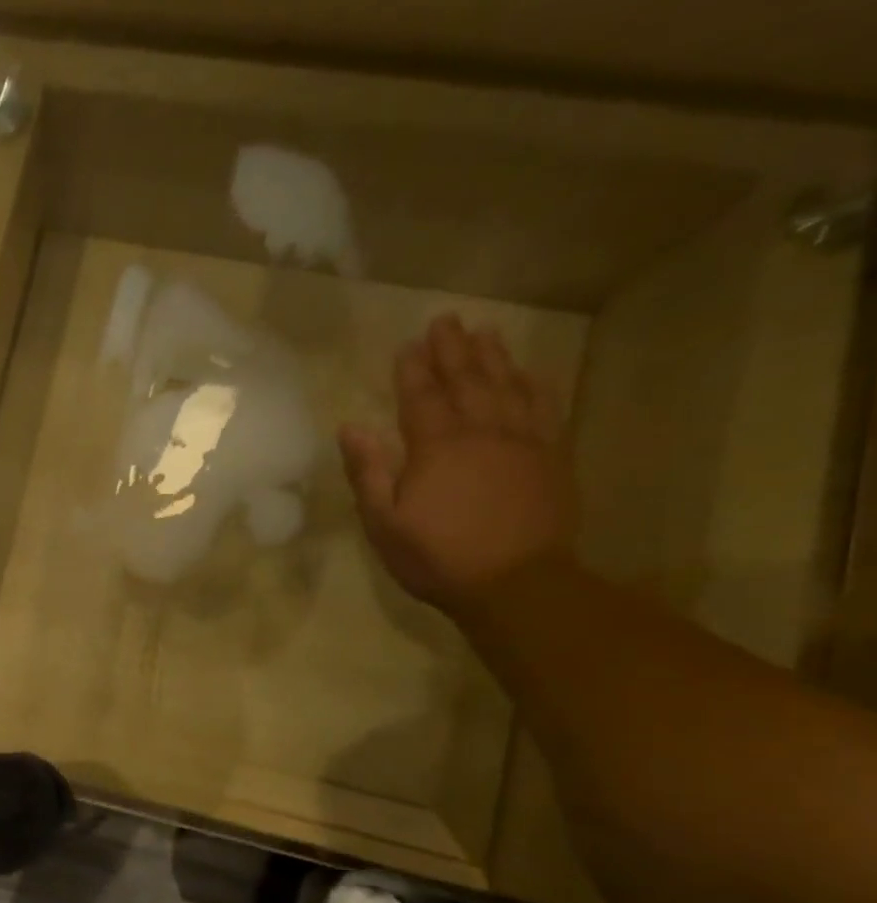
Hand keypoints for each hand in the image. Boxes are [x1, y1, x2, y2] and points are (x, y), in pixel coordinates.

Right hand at [339, 315, 577, 614]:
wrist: (516, 582)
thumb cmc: (437, 556)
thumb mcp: (384, 522)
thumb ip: (368, 472)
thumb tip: (351, 428)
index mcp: (436, 448)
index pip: (421, 398)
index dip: (413, 370)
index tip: (407, 345)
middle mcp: (482, 432)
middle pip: (466, 380)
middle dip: (452, 350)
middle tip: (445, 320)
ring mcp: (523, 440)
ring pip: (507, 385)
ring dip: (493, 357)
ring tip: (483, 332)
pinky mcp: (551, 455)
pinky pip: (544, 406)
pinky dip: (533, 383)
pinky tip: (527, 371)